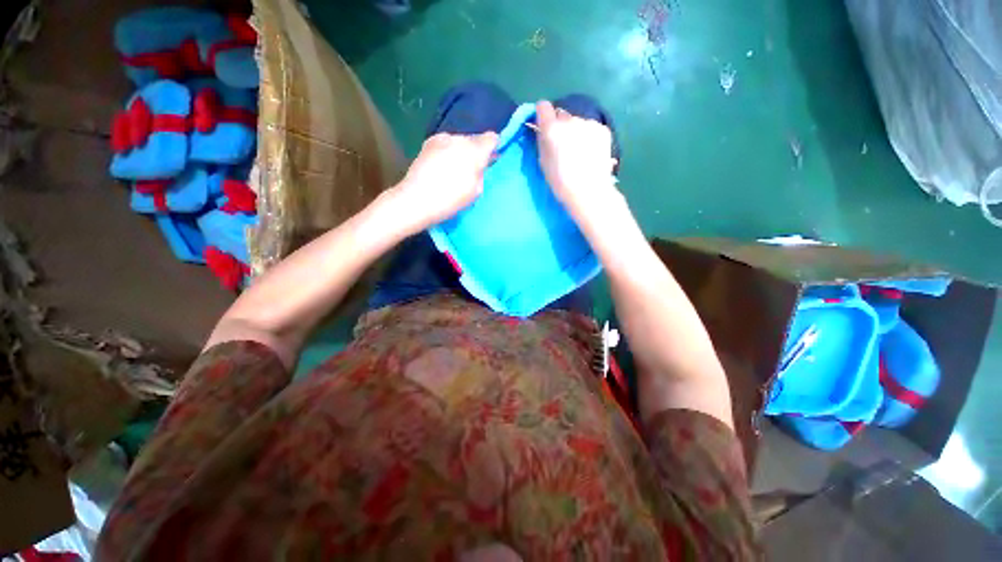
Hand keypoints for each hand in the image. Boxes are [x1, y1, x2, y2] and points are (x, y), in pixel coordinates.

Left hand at [392, 131, 497, 230]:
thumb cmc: (451, 200)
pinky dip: (448, 152)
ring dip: (461, 151)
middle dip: (476, 151)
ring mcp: (441, 138)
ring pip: (459, 141)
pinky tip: (442, 168)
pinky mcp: (428, 142)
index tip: (491, 160)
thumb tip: (481, 165)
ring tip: (455, 170)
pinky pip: (446, 144)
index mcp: (474, 151)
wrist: (417, 200)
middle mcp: (459, 138)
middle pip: (474, 140)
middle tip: (473, 169)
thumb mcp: (476, 191)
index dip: (494, 148)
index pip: (492, 138)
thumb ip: (482, 173)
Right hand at [535, 101, 618, 217]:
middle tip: (563, 145)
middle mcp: (570, 120)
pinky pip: (591, 128)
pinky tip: (591, 152)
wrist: (588, 191)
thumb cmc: (561, 182)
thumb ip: (542, 141)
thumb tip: (543, 131)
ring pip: (577, 122)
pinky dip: (589, 136)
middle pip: (561, 115)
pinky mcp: (602, 129)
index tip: (544, 127)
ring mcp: (588, 123)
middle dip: (560, 126)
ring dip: (576, 131)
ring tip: (580, 152)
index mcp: (552, 129)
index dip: (542, 116)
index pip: (543, 106)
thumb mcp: (543, 162)